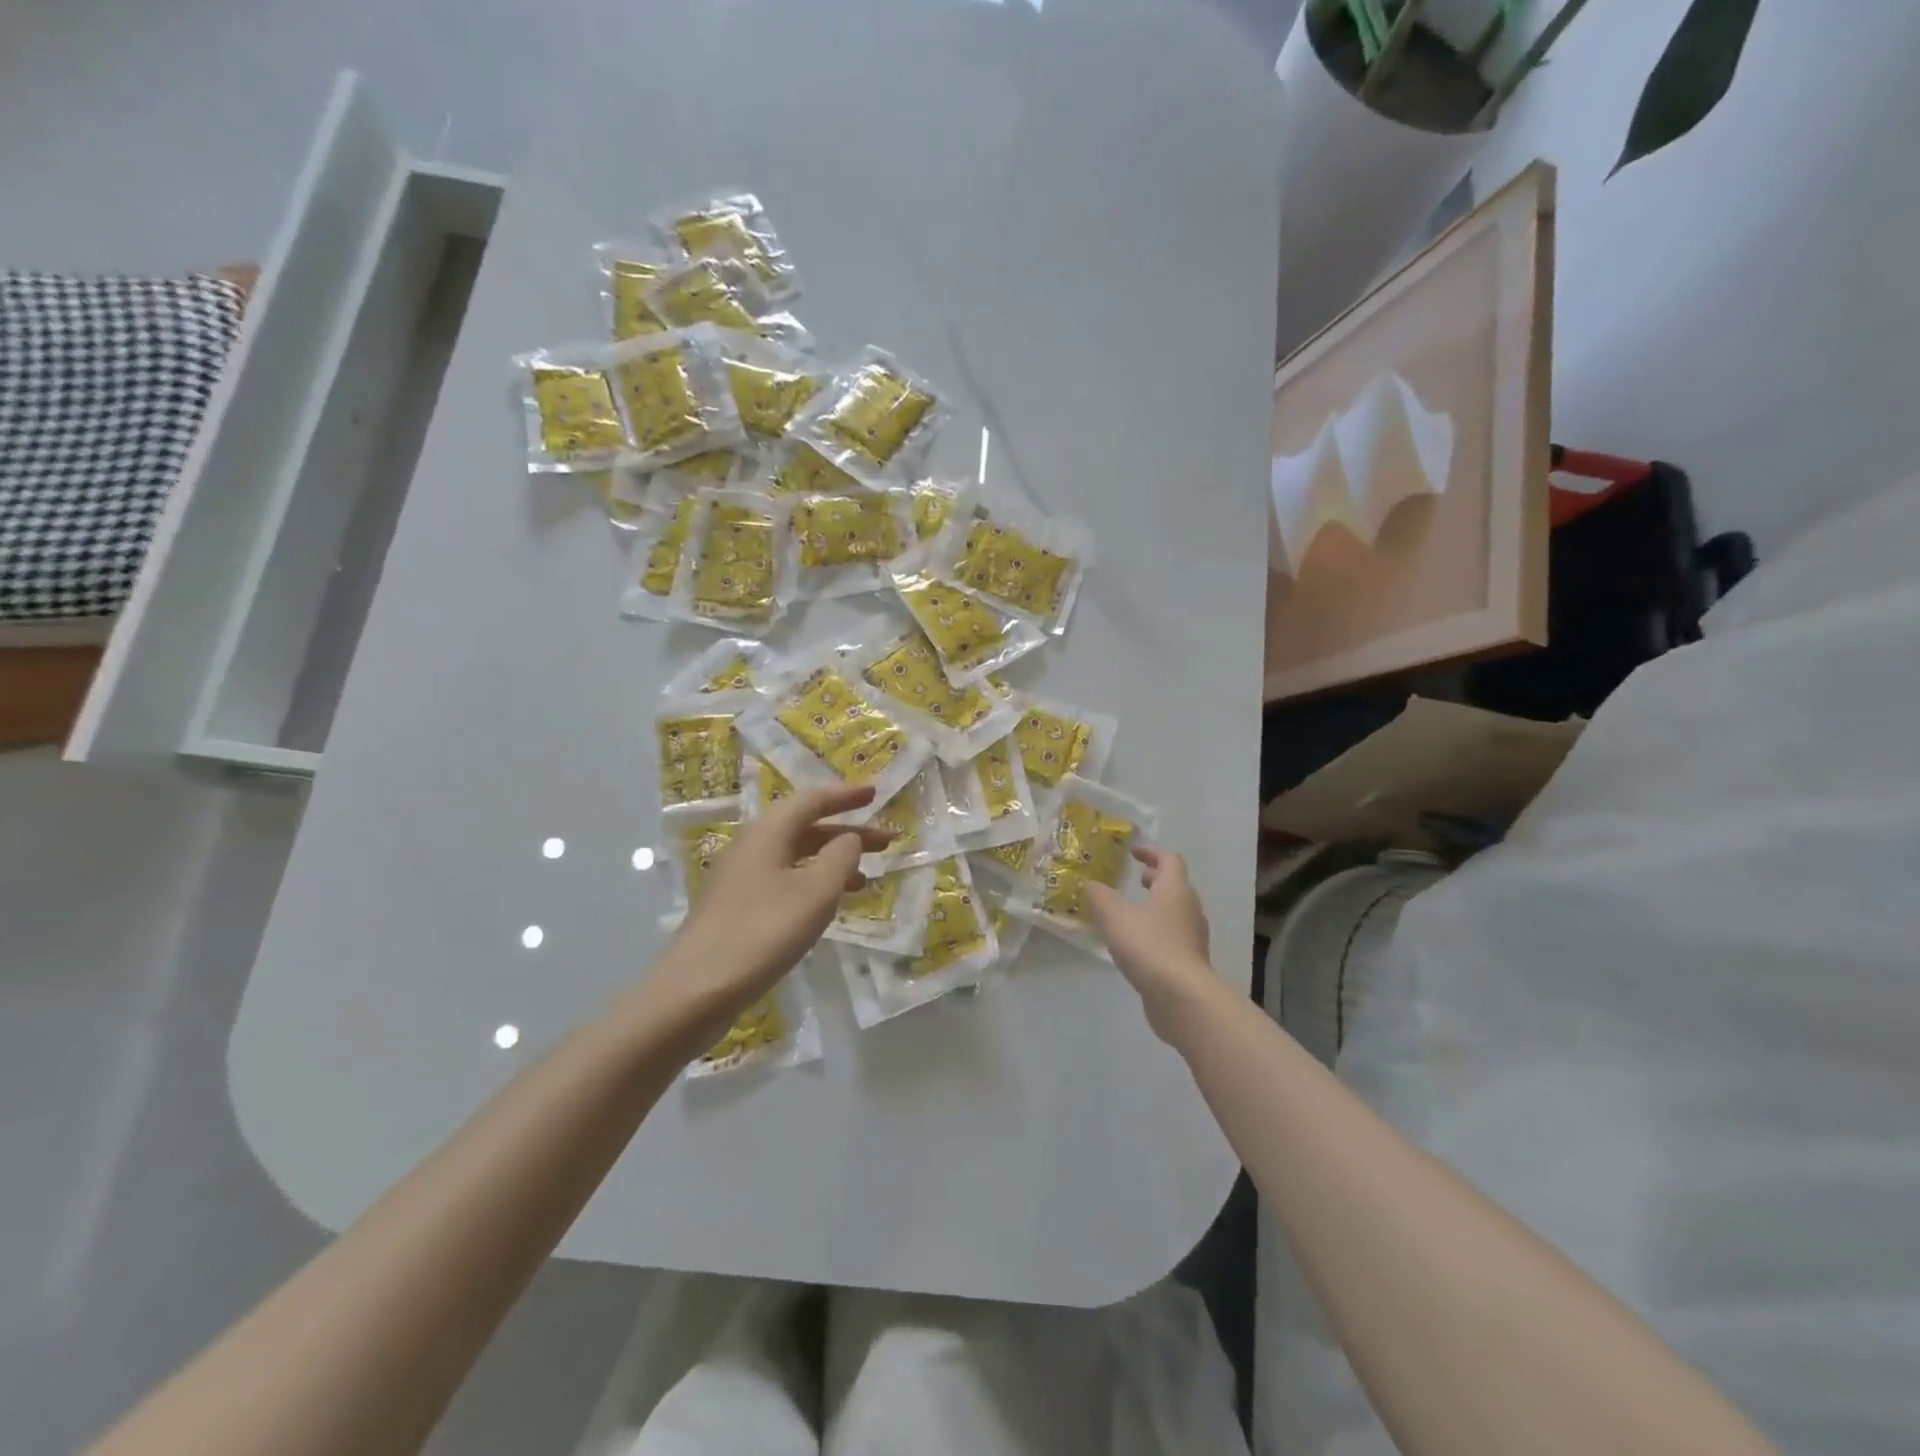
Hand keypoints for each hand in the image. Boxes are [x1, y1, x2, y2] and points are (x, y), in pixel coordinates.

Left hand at [638, 784, 892, 1051]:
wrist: (697, 988)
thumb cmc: (764, 931)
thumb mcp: (815, 892)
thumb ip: (841, 857)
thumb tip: (849, 838)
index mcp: (768, 832)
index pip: (812, 800)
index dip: (846, 795)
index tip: (876, 793)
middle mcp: (752, 846)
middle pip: (805, 827)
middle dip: (846, 831)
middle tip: (885, 841)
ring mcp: (741, 878)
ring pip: (796, 856)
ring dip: (832, 861)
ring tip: (866, 878)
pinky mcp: (738, 907)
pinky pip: (785, 880)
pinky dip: (814, 883)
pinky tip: (829, 905)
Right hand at [1084, 847, 1223, 1043]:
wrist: (1182, 997)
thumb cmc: (1149, 946)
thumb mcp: (1114, 917)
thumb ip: (1099, 897)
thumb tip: (1091, 885)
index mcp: (1174, 890)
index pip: (1170, 860)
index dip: (1151, 853)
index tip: (1133, 852)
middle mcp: (1189, 909)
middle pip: (1176, 885)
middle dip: (1156, 880)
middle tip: (1136, 879)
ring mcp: (1193, 937)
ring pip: (1176, 912)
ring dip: (1157, 907)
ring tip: (1132, 913)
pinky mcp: (1190, 962)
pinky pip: (1173, 937)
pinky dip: (1157, 932)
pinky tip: (1137, 945)